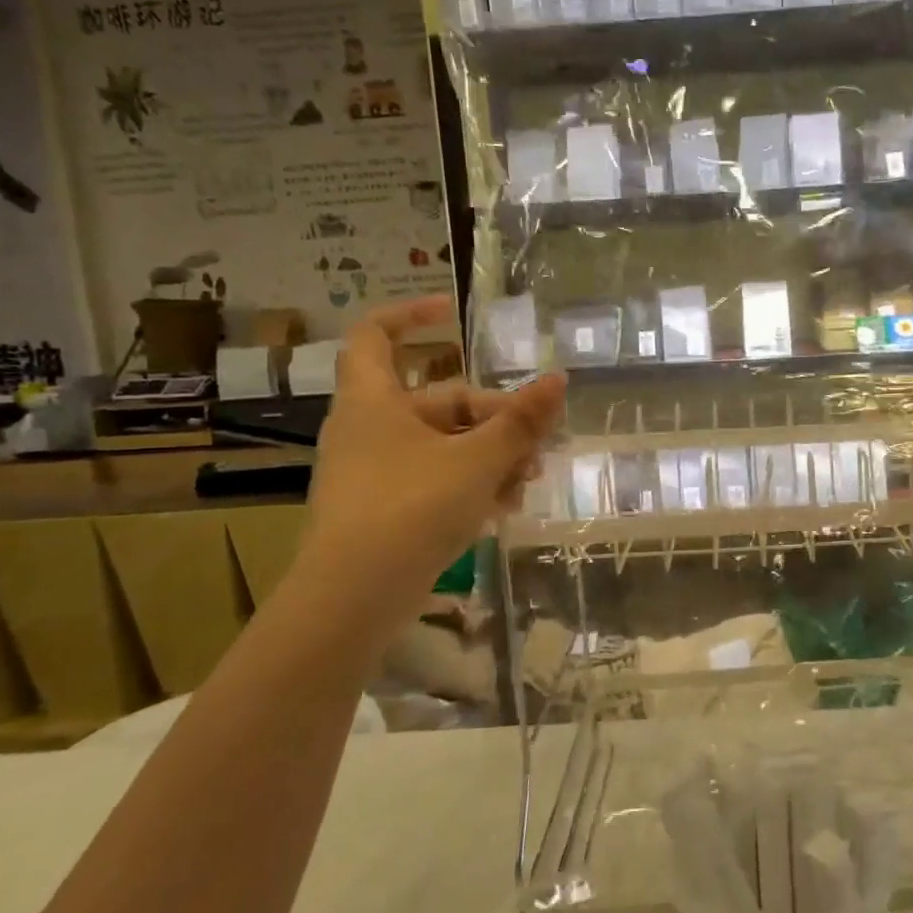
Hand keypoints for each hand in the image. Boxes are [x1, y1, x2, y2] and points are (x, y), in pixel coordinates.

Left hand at [300, 297, 564, 611]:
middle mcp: (370, 429)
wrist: (354, 599)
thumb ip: (521, 422)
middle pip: (440, 402)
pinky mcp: (386, 509)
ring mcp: (377, 472)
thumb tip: (558, 380)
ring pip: (445, 446)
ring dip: (491, 457)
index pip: (375, 336)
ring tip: (528, 482)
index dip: (410, 315)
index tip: (451, 313)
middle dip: (495, 419)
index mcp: (374, 401)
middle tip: (537, 444)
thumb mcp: (478, 461)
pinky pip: (436, 480)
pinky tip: (505, 508)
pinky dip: (471, 485)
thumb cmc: (411, 509)